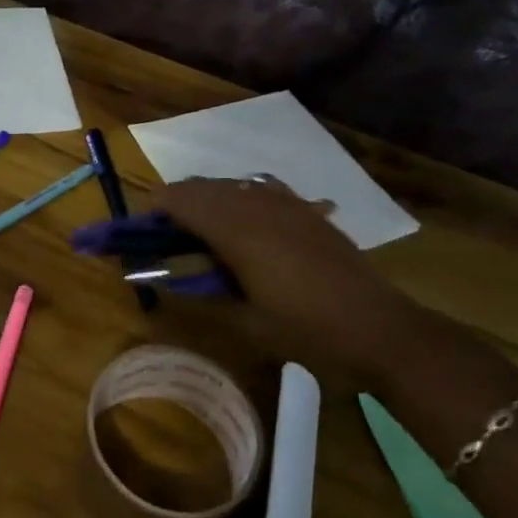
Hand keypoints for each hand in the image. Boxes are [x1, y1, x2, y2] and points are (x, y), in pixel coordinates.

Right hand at [156, 177, 418, 375]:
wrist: (379, 328)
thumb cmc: (307, 332)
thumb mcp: (246, 321)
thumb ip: (202, 293)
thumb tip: (166, 278)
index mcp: (237, 230)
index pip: (180, 199)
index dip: (153, 210)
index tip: (138, 233)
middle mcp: (258, 204)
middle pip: (203, 186)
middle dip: (176, 204)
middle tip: (164, 237)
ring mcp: (287, 203)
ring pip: (232, 185)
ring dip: (207, 200)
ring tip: (201, 235)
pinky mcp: (308, 210)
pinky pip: (261, 190)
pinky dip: (240, 200)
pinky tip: (244, 224)